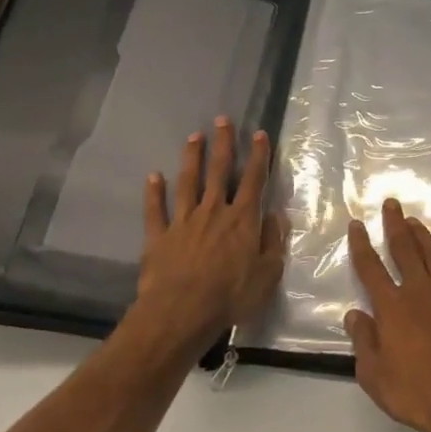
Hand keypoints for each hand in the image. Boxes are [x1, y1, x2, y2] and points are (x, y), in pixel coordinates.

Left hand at [129, 118, 286, 358]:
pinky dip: (154, 192)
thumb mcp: (268, 273)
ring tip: (194, 137)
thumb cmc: (232, 295)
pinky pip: (156, 210)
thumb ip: (274, 241)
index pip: (253, 179)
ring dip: (192, 158)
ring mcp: (184, 221)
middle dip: (223, 144)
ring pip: (188, 182)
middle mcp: (214, 211)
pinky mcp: (159, 236)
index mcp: (243, 219)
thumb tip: (277, 215)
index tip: (259, 134)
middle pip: (219, 171)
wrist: (182, 312)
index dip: (258, 155)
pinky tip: (154, 176)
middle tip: (222, 120)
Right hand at [344, 198, 430, 431]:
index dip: (361, 245)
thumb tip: (355, 313)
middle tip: (392, 203)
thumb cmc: (414, 394)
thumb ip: (364, 341)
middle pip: (405, 251)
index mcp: (393, 308)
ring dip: (425, 238)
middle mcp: (421, 294)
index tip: (357, 224)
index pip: (371, 269)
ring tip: (417, 221)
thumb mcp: (374, 375)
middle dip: (396, 226)